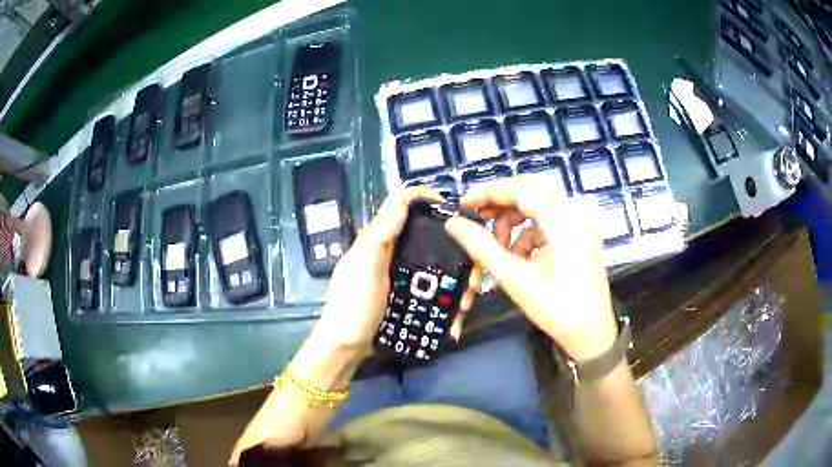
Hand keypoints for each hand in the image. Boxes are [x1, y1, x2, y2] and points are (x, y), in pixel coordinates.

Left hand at [313, 187, 479, 357]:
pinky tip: (454, 317)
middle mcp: (390, 251)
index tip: (454, 209)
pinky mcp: (404, 293)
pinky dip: (446, 298)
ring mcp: (398, 274)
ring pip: (435, 263)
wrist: (345, 348)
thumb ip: (379, 237)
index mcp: (377, 239)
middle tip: (473, 271)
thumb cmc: (352, 308)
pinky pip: (432, 287)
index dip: (424, 197)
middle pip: (426, 234)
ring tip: (465, 303)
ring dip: (455, 279)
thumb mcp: (365, 271)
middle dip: (454, 247)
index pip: (400, 203)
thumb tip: (402, 201)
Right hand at [445, 177, 617, 362]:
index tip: (463, 205)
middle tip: (478, 218)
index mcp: (563, 222)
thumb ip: (482, 247)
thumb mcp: (515, 279)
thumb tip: (453, 223)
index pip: (521, 189)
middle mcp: (575, 214)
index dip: (489, 192)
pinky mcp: (581, 236)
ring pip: (540, 203)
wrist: (592, 333)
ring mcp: (581, 224)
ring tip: (499, 245)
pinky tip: (519, 255)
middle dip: (502, 202)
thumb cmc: (556, 309)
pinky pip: (550, 221)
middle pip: (532, 190)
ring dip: (515, 218)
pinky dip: (529, 231)